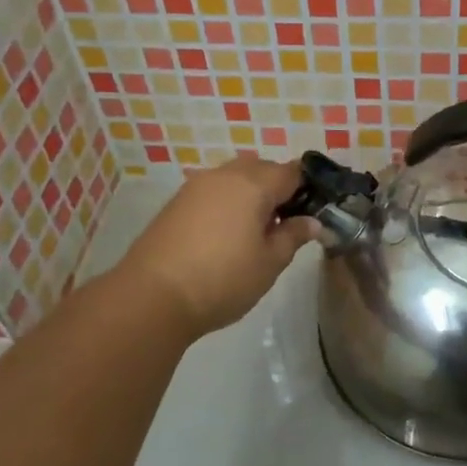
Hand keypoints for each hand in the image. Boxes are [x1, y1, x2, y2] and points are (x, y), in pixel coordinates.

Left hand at [117, 157, 318, 339]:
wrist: (152, 296)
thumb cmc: (222, 279)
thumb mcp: (269, 263)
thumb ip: (293, 236)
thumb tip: (312, 222)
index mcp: (253, 184)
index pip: (292, 171)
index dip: (308, 188)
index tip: (314, 212)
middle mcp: (225, 175)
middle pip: (262, 169)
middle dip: (278, 189)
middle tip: (285, 225)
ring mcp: (196, 186)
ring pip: (235, 177)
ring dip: (250, 195)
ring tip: (254, 233)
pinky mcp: (176, 202)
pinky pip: (213, 191)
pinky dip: (226, 203)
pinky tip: (225, 236)